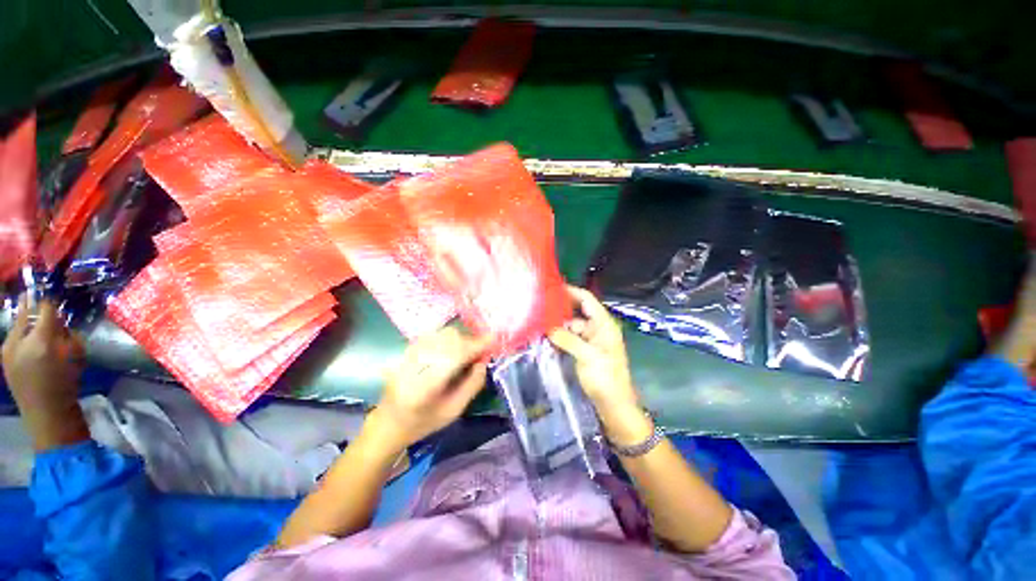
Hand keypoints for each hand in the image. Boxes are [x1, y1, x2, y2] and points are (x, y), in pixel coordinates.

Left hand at [2, 295, 88, 450]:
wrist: (48, 416)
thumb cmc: (67, 384)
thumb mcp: (74, 357)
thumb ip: (65, 334)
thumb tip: (58, 318)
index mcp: (40, 341)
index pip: (44, 307)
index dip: (51, 297)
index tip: (56, 286)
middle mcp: (18, 341)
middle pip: (25, 312)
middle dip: (34, 305)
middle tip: (43, 301)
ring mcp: (7, 350)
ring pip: (18, 324)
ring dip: (29, 321)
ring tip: (38, 326)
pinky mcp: (4, 358)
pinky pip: (14, 337)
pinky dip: (23, 334)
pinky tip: (31, 344)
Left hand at [370, 327, 490, 451]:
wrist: (388, 422)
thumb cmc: (423, 422)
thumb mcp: (453, 411)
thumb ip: (472, 386)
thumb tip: (484, 361)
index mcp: (425, 387)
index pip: (455, 356)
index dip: (476, 345)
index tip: (493, 339)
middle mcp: (414, 365)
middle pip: (448, 338)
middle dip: (468, 341)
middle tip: (478, 353)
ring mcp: (407, 355)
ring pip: (441, 333)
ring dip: (459, 339)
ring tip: (465, 353)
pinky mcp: (405, 351)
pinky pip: (432, 335)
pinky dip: (447, 339)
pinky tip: (450, 350)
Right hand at [549, 286, 650, 445]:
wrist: (615, 406)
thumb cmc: (606, 378)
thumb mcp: (587, 356)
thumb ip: (567, 340)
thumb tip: (548, 328)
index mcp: (603, 324)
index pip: (587, 300)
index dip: (571, 291)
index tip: (552, 288)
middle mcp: (597, 329)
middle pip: (577, 312)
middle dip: (560, 309)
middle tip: (539, 306)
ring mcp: (590, 341)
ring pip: (571, 327)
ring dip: (557, 325)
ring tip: (537, 322)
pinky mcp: (584, 352)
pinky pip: (569, 339)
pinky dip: (559, 337)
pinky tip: (545, 337)